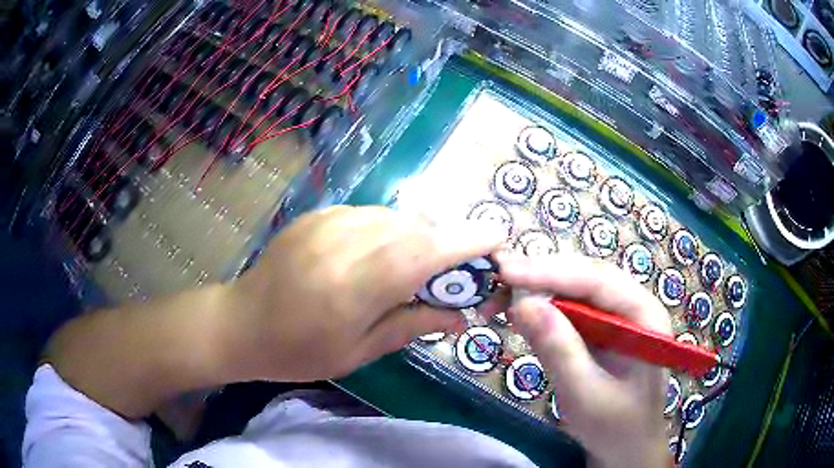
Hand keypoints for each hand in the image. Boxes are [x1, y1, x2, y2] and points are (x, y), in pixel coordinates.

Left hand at [223, 205, 504, 382]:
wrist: (241, 323)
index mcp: (355, 286)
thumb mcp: (359, 351)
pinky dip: (391, 229)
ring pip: (396, 216)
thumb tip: (460, 314)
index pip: (425, 252)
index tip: (498, 239)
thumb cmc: (298, 351)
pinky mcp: (318, 214)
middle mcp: (345, 242)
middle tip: (460, 266)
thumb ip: (412, 325)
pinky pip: (371, 214)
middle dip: (448, 241)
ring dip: (420, 235)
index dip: (467, 241)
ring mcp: (328, 222)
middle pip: (416, 227)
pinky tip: (382, 252)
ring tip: (421, 263)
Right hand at [497, 253, 670, 467]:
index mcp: (644, 316)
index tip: (506, 272)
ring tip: (504, 293)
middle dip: (543, 275)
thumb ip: (558, 349)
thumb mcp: (584, 394)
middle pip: (587, 276)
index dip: (551, 272)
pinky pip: (573, 308)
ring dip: (541, 288)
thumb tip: (522, 304)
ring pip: (578, 289)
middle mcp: (634, 305)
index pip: (597, 280)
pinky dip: (546, 309)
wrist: (627, 447)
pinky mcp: (603, 329)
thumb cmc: (614, 425)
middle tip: (499, 276)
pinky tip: (525, 314)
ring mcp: (619, 316)